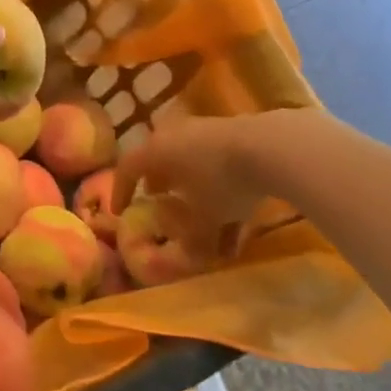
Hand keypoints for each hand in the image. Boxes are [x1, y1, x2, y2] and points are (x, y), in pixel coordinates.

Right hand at [112, 113, 286, 229]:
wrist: (271, 147)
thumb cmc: (221, 182)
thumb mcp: (203, 219)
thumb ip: (191, 239)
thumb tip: (187, 257)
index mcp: (156, 151)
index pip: (127, 168)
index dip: (121, 190)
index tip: (119, 210)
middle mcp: (175, 136)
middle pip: (160, 160)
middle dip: (160, 183)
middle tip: (159, 200)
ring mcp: (206, 132)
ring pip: (192, 164)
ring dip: (194, 190)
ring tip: (202, 216)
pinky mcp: (235, 136)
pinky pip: (219, 165)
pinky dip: (221, 188)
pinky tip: (239, 217)